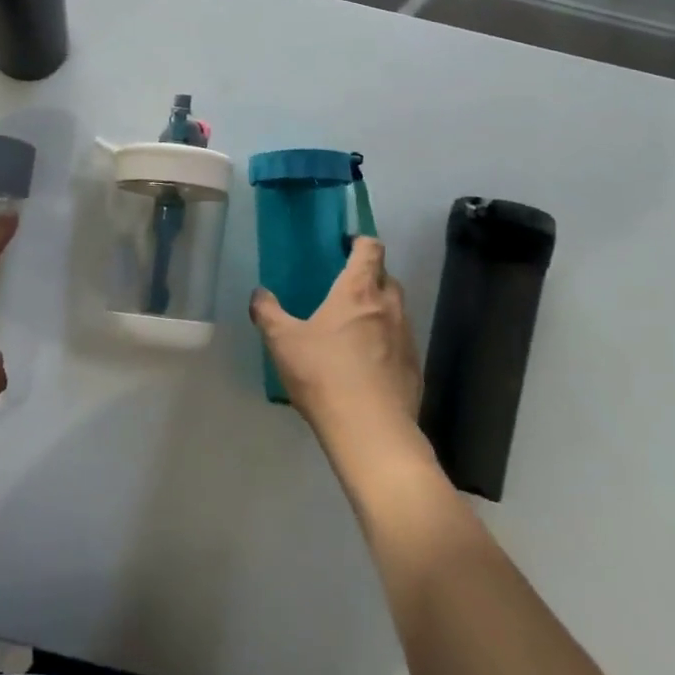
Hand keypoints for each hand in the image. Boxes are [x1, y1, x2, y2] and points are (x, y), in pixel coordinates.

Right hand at [251, 237, 421, 451]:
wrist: (371, 432)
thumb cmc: (324, 375)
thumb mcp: (283, 342)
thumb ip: (268, 313)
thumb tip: (259, 294)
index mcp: (358, 291)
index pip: (371, 248)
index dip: (361, 242)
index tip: (345, 247)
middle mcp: (388, 307)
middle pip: (387, 277)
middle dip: (370, 276)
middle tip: (345, 290)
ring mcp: (407, 337)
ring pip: (396, 310)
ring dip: (379, 311)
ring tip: (354, 329)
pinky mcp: (415, 368)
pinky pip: (401, 342)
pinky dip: (387, 343)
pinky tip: (367, 365)